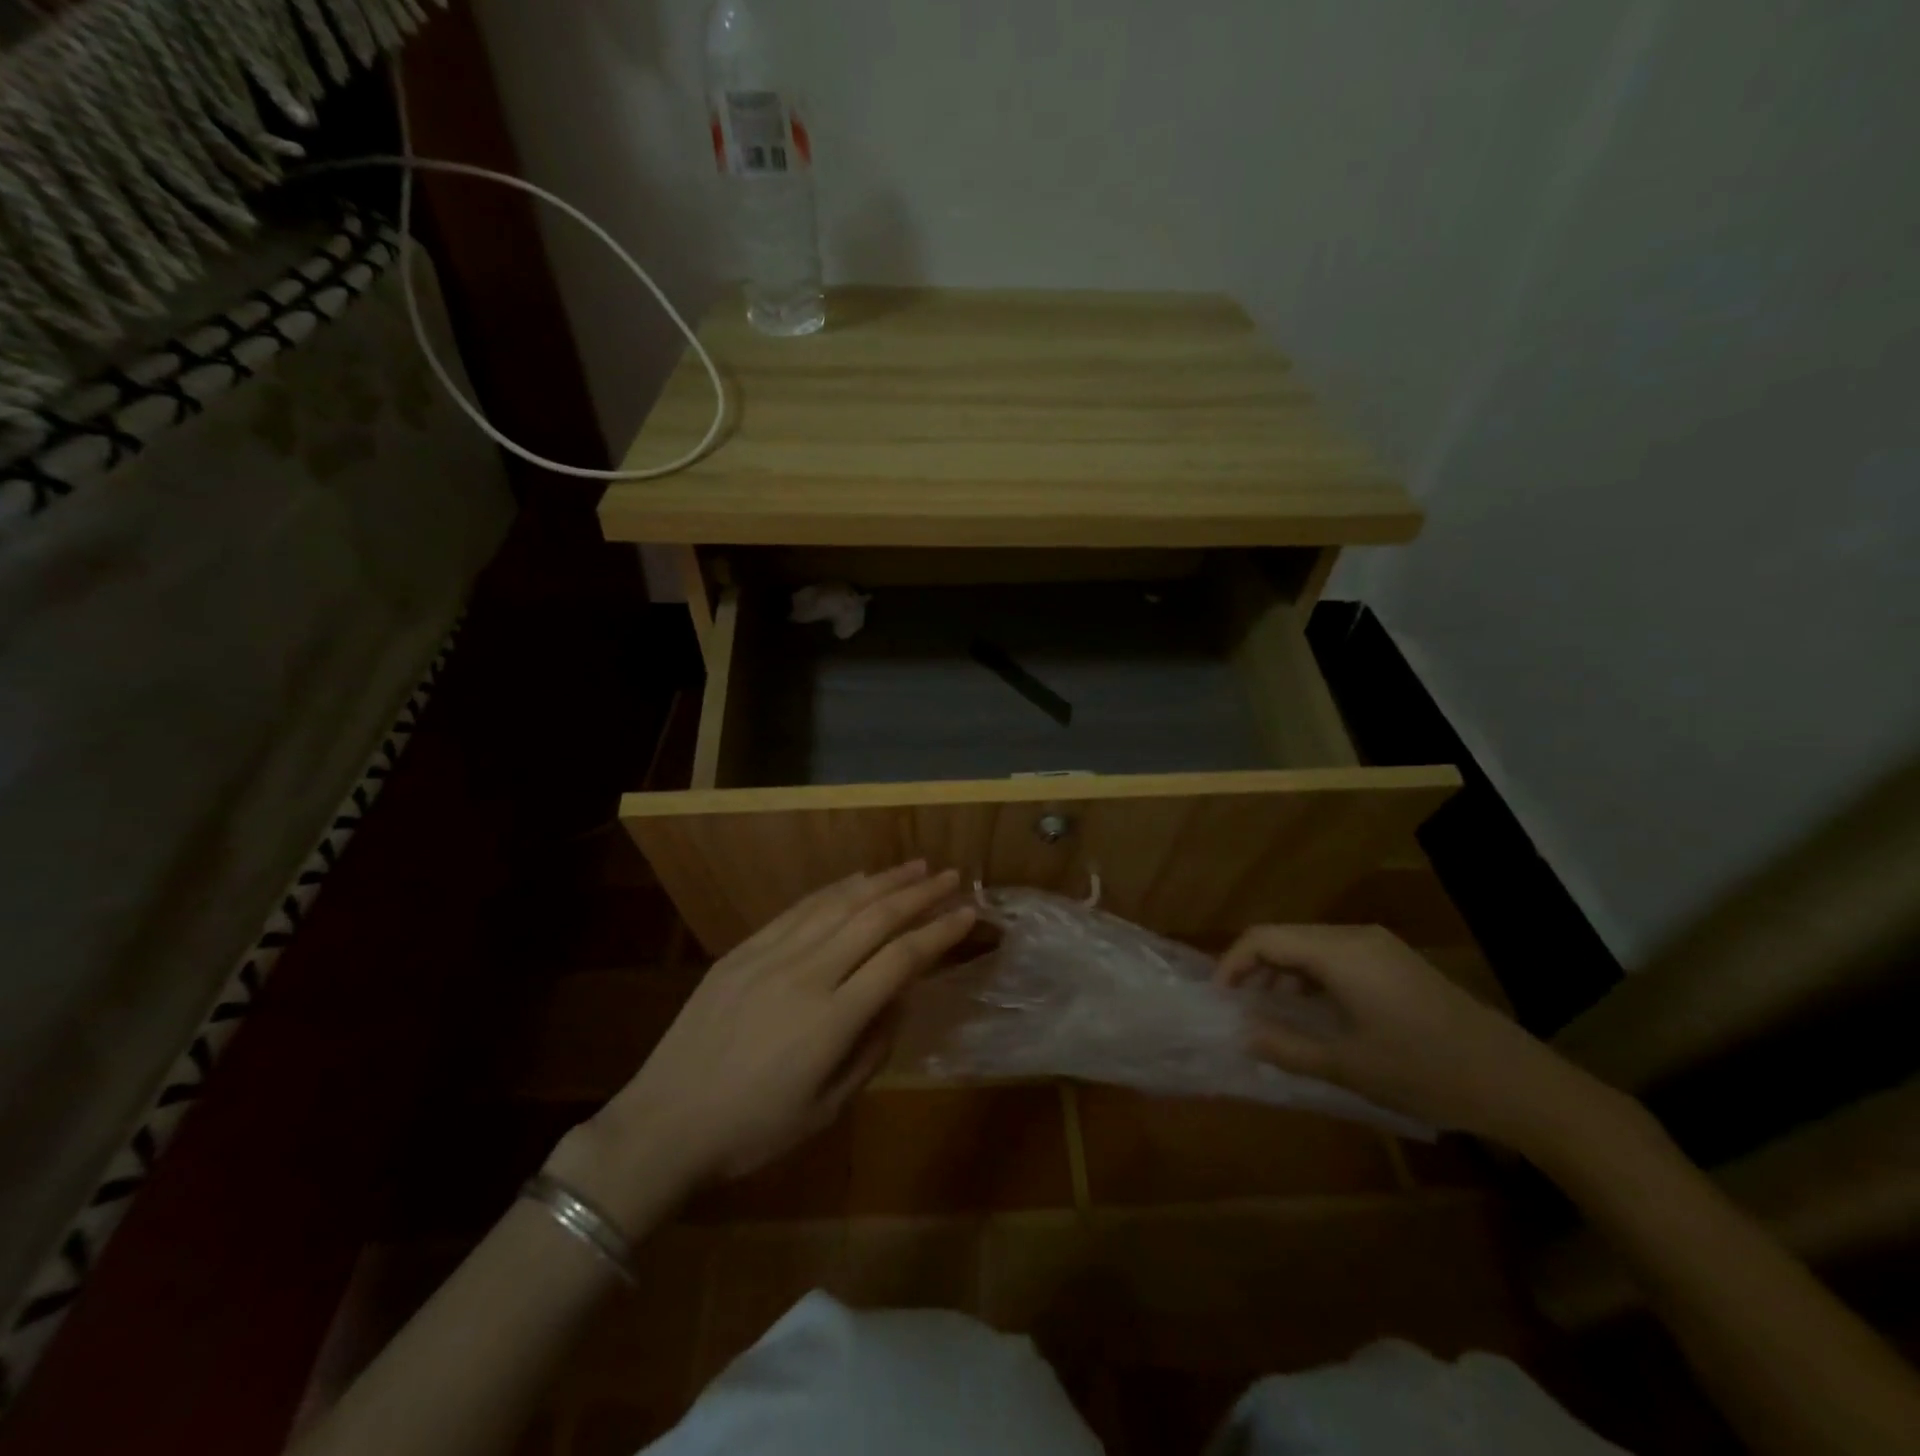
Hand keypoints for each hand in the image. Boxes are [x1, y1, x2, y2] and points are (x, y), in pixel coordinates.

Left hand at [550, 863, 974, 1229]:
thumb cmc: (753, 1130)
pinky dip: (834, 890)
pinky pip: (798, 909)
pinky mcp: (744, 949)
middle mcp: (807, 974)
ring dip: (881, 881)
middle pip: (874, 919)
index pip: (901, 959)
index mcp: (832, 1019)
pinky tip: (856, 880)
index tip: (967, 912)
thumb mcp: (827, 1109)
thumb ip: (871, 1048)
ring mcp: (771, 955)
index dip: (938, 932)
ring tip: (913, 866)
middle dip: (918, 893)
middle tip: (949, 875)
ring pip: (838, 904)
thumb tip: (899, 997)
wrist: (664, 1123)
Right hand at [1216, 924, 1600, 1146]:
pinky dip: (1312, 974)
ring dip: (1283, 971)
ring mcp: (1381, 946)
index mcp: (1340, 952)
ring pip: (1311, 944)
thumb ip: (1286, 1047)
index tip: (1219, 999)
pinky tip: (1314, 1009)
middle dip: (1254, 966)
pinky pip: (1337, 955)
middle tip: (1239, 1006)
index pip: (1264, 938)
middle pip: (1286, 936)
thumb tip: (1241, 1034)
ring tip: (1271, 1010)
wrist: (1519, 1083)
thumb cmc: (1425, 1072)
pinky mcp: (1397, 961)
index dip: (1232, 963)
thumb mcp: (1348, 1065)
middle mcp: (1357, 936)